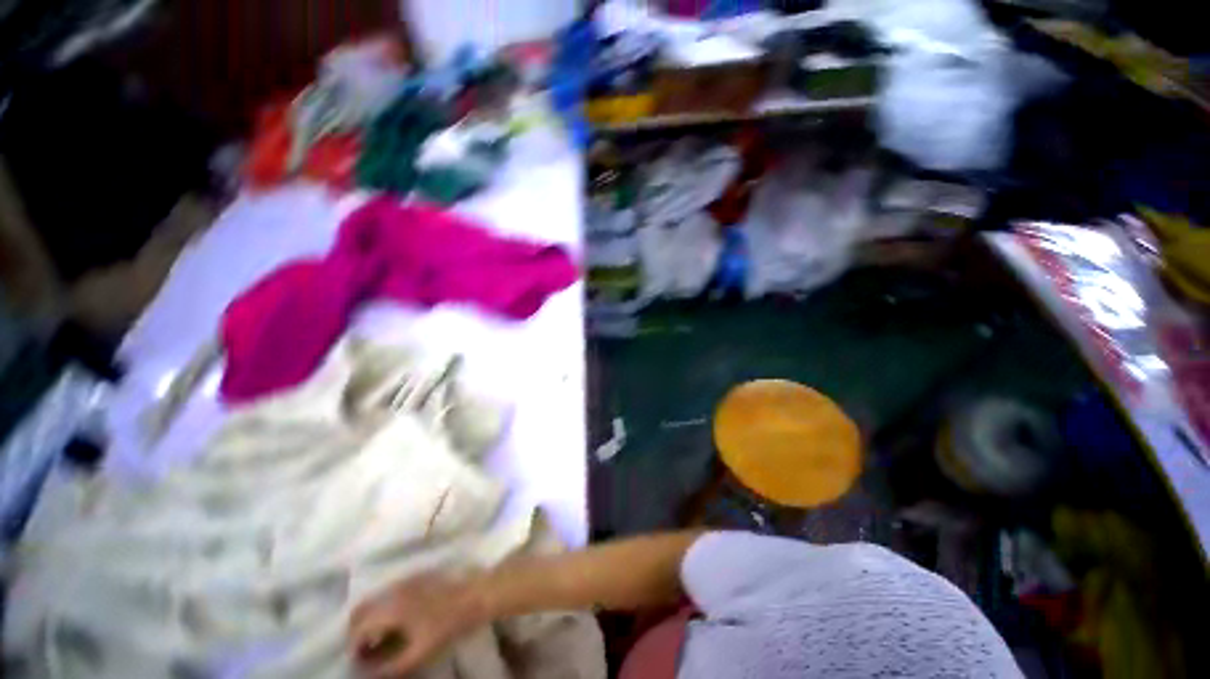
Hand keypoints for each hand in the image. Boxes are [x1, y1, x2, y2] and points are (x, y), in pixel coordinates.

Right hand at [348, 572, 485, 677]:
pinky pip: (388, 592)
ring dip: (368, 620)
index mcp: (390, 608)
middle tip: (363, 653)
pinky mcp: (416, 577)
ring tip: (376, 641)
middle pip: (361, 610)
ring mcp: (405, 580)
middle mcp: (393, 590)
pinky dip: (382, 608)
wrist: (475, 595)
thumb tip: (367, 676)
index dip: (353, 649)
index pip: (358, 629)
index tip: (358, 664)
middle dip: (356, 632)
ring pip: (374, 600)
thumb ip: (390, 668)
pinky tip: (393, 623)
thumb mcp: (418, 653)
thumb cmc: (447, 626)